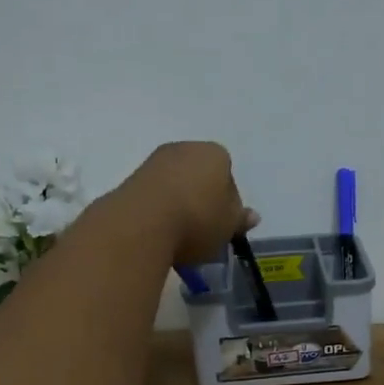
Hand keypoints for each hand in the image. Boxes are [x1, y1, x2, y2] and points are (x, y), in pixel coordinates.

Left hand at [116, 142, 258, 264]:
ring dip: (179, 205)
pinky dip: (159, 210)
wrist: (141, 224)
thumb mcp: (229, 226)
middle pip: (200, 177)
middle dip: (202, 200)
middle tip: (203, 232)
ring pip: (175, 185)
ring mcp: (155, 161)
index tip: (223, 226)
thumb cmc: (197, 220)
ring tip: (179, 236)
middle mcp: (185, 148)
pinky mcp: (131, 179)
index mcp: (215, 154)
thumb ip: (240, 219)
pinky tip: (159, 232)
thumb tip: (252, 216)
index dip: (228, 203)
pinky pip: (154, 195)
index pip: (228, 176)